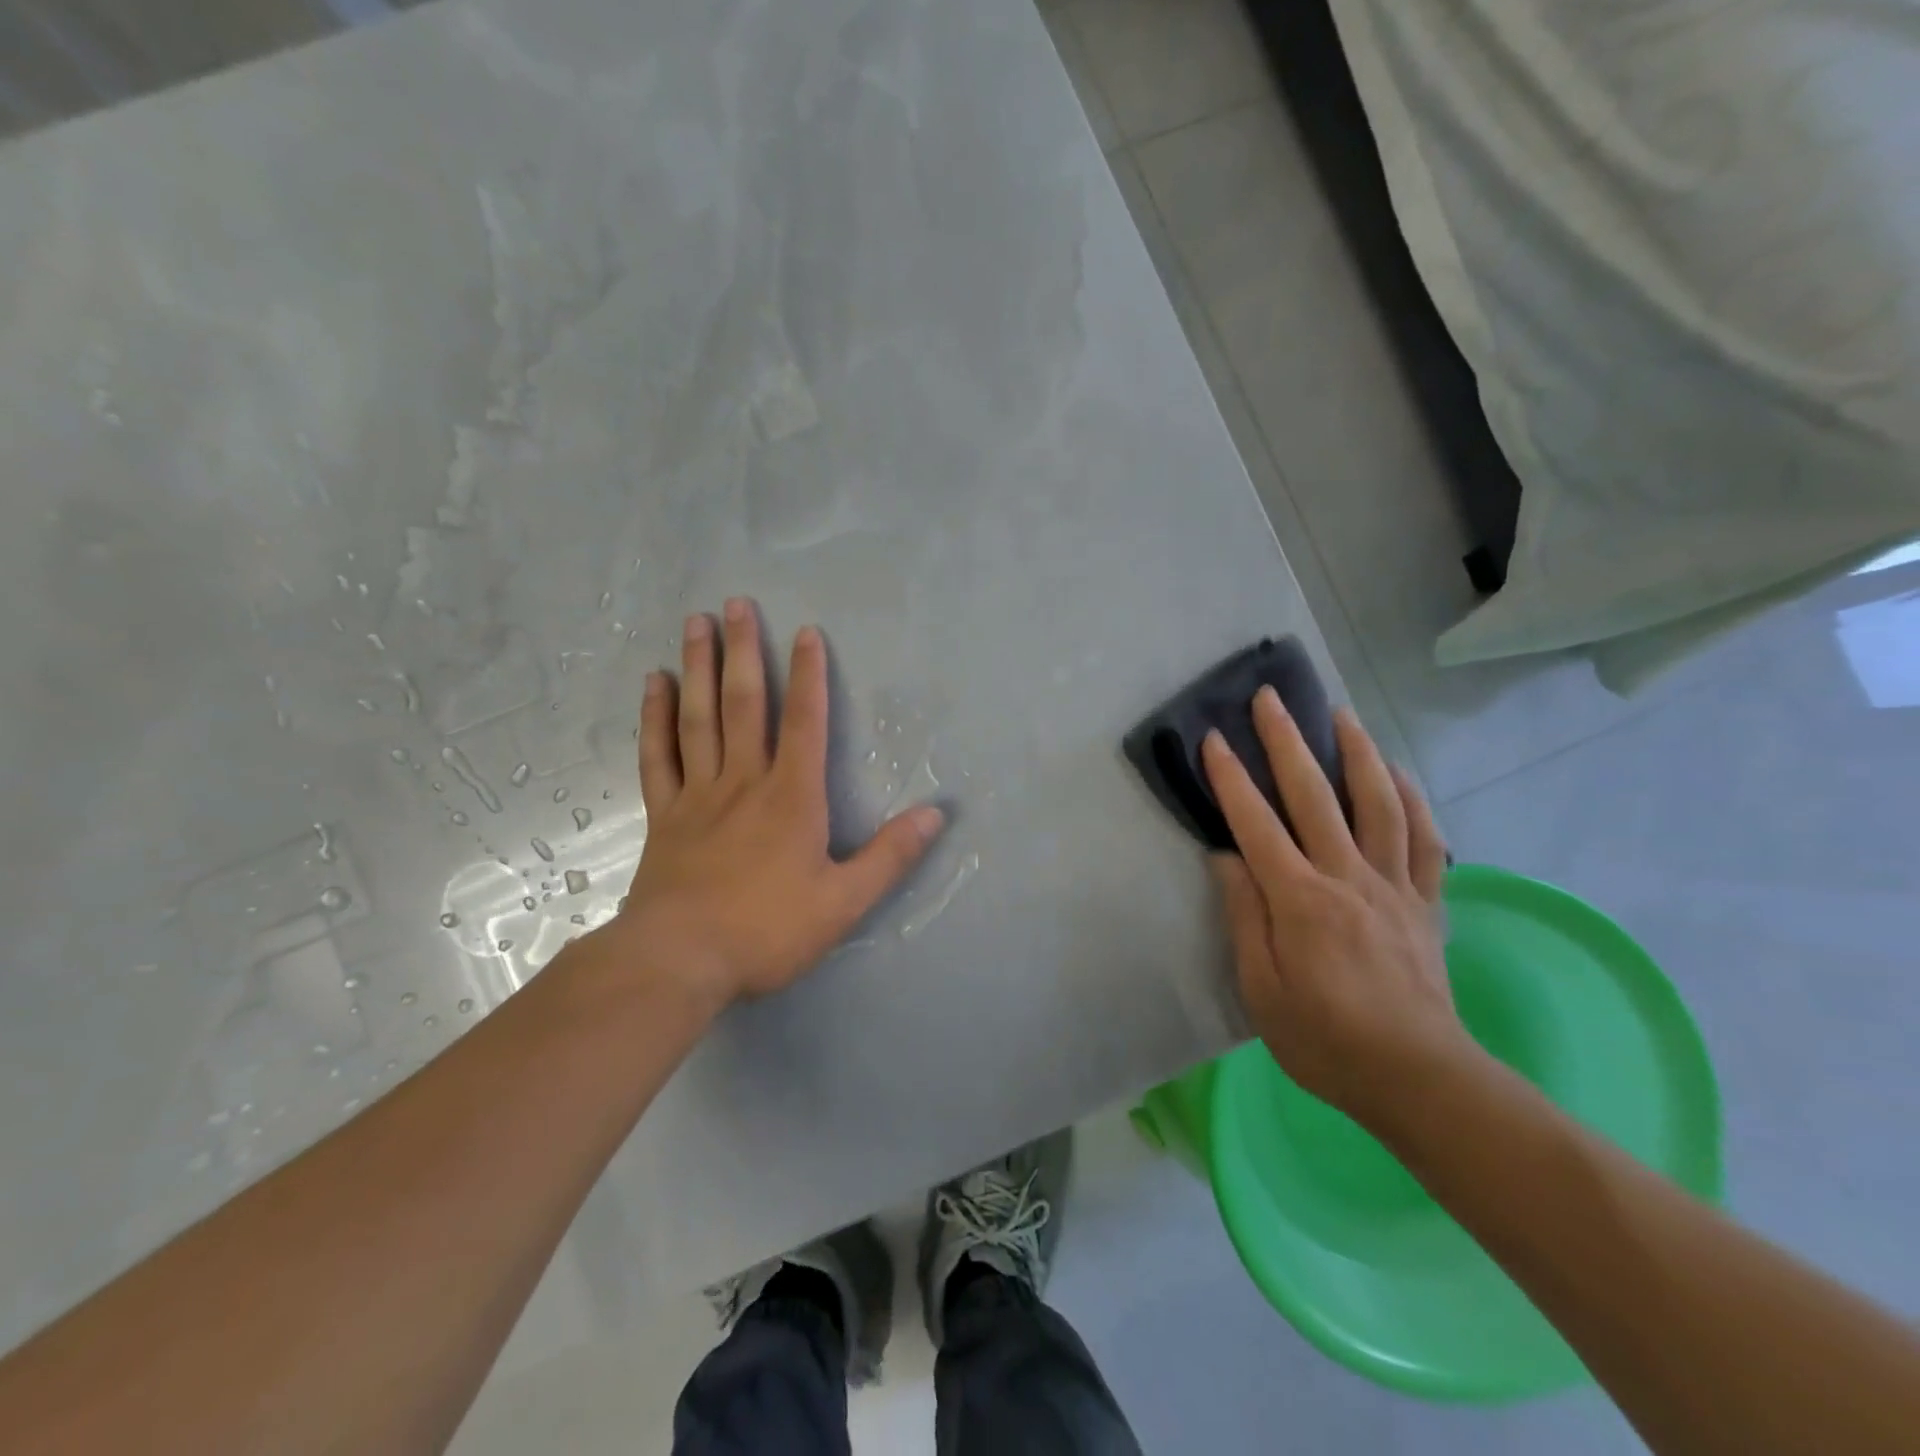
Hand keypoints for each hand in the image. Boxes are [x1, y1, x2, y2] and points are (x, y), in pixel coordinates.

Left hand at [611, 599, 944, 1009]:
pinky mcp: (664, 815)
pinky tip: (656, 684)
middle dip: (743, 651)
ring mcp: (698, 794)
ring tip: (696, 623)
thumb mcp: (844, 902)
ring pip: (699, 718)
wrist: (679, 960)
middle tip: (735, 603)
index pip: (805, 722)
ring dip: (699, 667)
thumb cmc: (767, 930)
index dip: (809, 675)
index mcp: (791, 797)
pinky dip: (655, 717)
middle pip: (744, 704)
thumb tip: (937, 814)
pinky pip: (658, 755)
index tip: (805, 631)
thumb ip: (891, 856)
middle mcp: (744, 781)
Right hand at [1202, 688, 1473, 1124]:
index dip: (1232, 779)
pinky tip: (1398, 772)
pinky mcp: (1425, 901)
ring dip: (1357, 752)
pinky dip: (1412, 798)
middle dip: (1288, 741)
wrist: (1419, 1078)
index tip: (1214, 739)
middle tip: (1272, 698)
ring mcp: (1393, 886)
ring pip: (1378, 803)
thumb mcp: (1261, 991)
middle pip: (1315, 796)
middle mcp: (1348, 878)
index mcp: (1301, 901)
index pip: (1257, 825)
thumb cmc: (1325, 1040)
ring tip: (1342, 713)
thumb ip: (1244, 918)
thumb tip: (1226, 858)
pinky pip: (1424, 839)